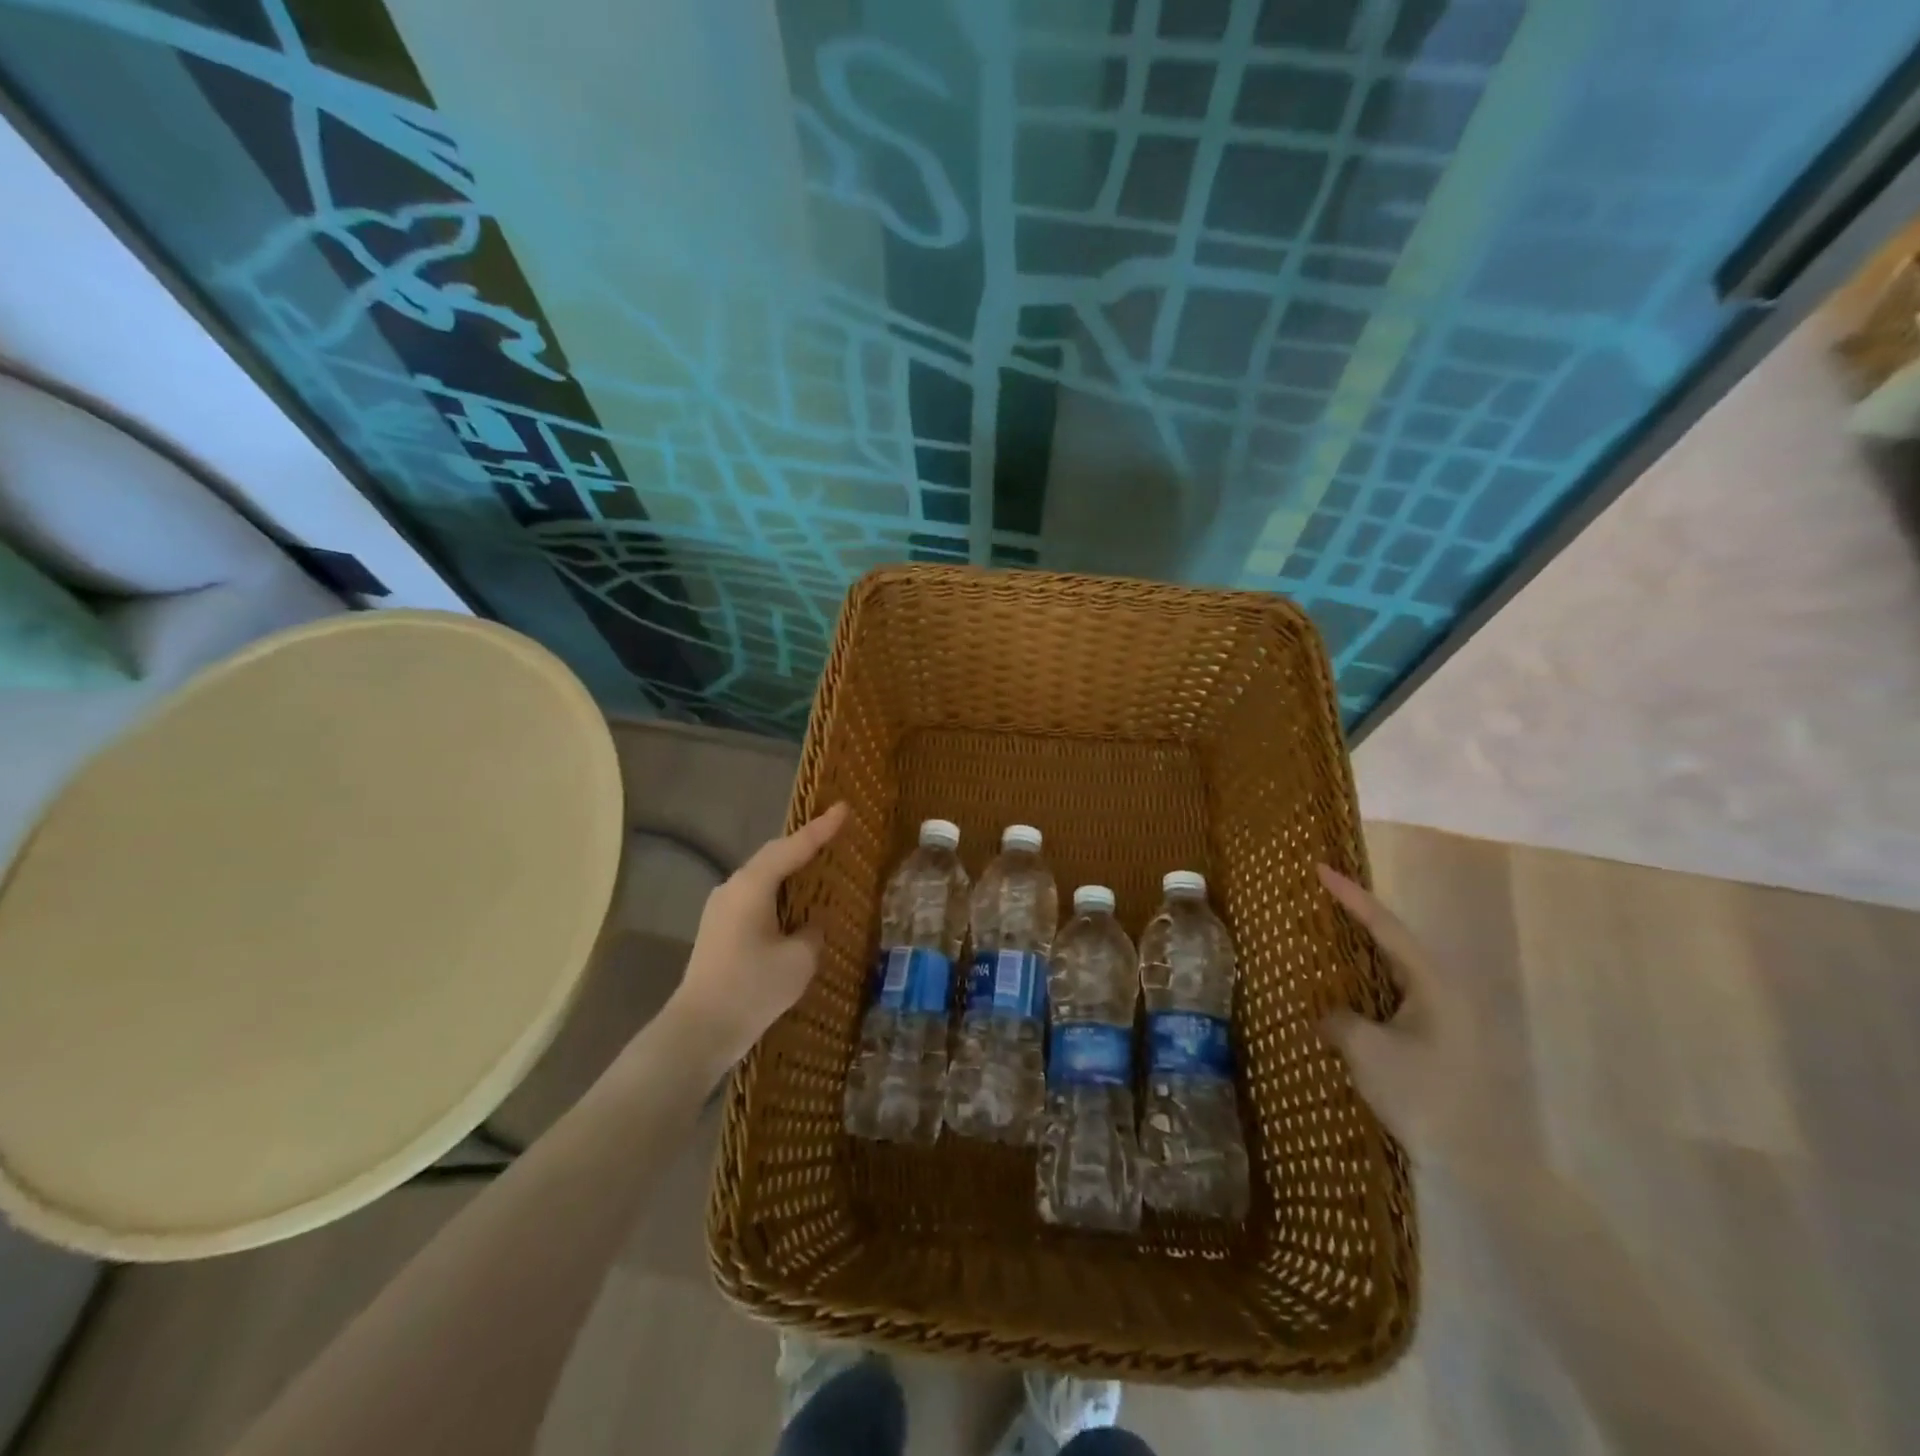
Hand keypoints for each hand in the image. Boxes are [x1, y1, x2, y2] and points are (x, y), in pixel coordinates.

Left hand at [666, 802, 848, 1069]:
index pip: (793, 847)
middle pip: (773, 856)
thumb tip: (810, 923)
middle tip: (833, 832)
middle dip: (803, 844)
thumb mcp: (799, 960)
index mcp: (752, 886)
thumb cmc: (752, 989)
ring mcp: (720, 908)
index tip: (843, 808)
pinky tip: (792, 906)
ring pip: (762, 877)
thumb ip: (812, 932)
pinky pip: (753, 897)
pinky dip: (777, 893)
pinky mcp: (717, 929)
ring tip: (816, 867)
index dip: (821, 828)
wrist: (699, 1030)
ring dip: (789, 870)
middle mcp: (732, 888)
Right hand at [1316, 864, 1516, 1170]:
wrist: (1482, 1163)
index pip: (1384, 925)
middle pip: (1393, 940)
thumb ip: (1339, 1019)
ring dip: (1362, 951)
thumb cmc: (1424, 1096)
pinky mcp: (1441, 1039)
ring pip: (1395, 969)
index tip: (1319, 868)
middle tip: (1320, 897)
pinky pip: (1397, 994)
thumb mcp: (1367, 1051)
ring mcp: (1446, 1016)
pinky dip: (1369, 982)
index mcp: (1432, 982)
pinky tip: (1348, 991)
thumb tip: (1329, 1014)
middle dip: (1356, 916)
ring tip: (1327, 937)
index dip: (1350, 895)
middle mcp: (1444, 990)